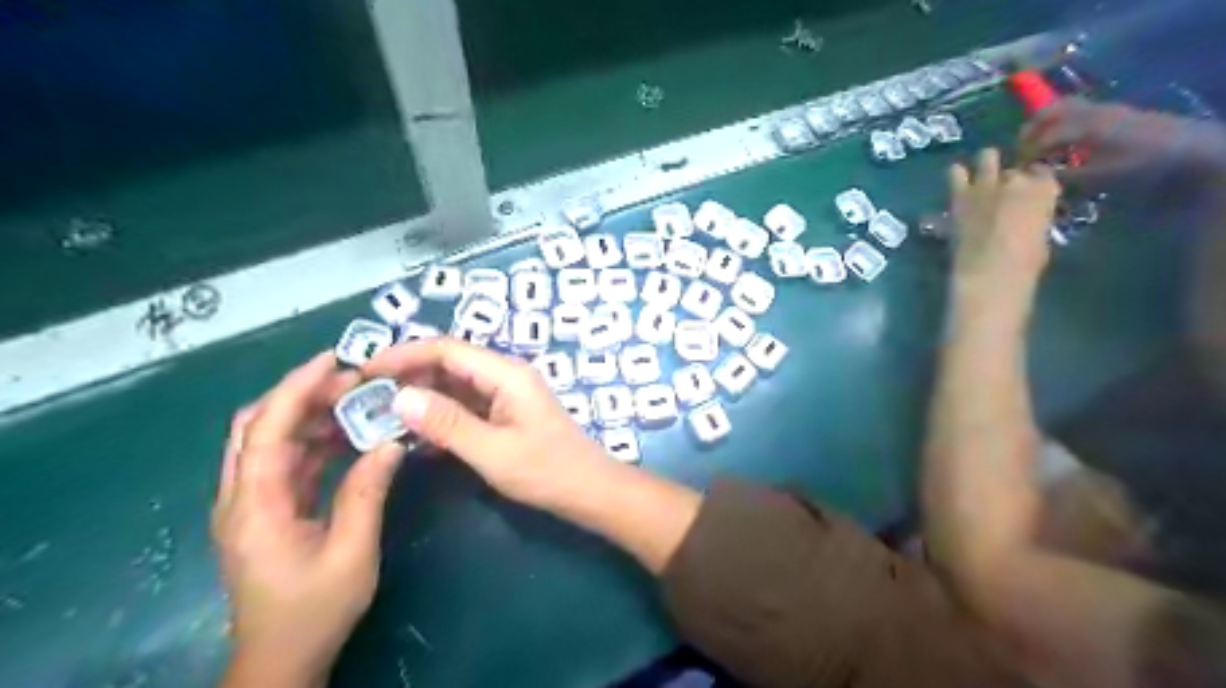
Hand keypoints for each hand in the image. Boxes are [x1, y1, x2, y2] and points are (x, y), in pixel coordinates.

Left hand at [211, 355, 403, 687]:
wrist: (281, 658)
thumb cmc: (314, 609)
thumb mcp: (351, 551)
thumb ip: (367, 492)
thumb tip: (390, 442)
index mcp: (255, 506)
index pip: (267, 429)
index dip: (296, 388)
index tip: (333, 360)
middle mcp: (241, 496)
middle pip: (258, 426)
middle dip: (302, 394)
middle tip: (352, 380)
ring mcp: (251, 504)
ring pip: (271, 441)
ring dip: (310, 416)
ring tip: (357, 401)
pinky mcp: (266, 511)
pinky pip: (286, 462)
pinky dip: (315, 442)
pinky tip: (349, 436)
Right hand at [363, 338, 612, 509]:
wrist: (589, 490)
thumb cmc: (547, 471)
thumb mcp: (493, 451)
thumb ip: (447, 423)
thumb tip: (399, 397)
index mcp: (505, 374)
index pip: (446, 349)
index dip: (404, 354)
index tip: (365, 371)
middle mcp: (505, 376)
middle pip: (449, 363)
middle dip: (408, 375)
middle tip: (366, 397)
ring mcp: (505, 395)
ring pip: (454, 385)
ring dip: (421, 397)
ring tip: (380, 415)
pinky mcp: (505, 414)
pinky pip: (465, 405)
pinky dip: (439, 415)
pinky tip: (414, 435)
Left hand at [951, 151, 1058, 304]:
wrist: (989, 270)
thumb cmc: (1024, 263)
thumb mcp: (1041, 237)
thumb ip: (1035, 218)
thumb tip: (1027, 218)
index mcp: (1045, 191)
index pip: (1043, 174)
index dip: (1035, 183)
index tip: (1029, 193)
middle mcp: (1017, 180)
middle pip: (1014, 170)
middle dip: (1010, 180)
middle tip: (1003, 194)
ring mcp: (987, 184)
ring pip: (988, 157)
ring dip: (986, 164)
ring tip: (982, 176)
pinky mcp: (960, 195)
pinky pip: (956, 172)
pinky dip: (958, 174)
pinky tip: (958, 179)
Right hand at [1017, 98, 1225, 189]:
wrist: (1189, 148)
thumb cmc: (1141, 164)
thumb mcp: (1100, 176)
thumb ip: (1066, 175)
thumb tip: (1038, 175)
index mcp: (1085, 127)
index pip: (1044, 136)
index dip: (1027, 152)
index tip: (1017, 169)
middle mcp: (1091, 112)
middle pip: (1050, 112)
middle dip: (1030, 130)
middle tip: (1021, 151)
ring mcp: (1104, 109)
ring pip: (1063, 108)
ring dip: (1045, 124)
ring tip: (1038, 144)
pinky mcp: (1113, 112)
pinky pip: (1077, 112)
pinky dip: (1062, 123)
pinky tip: (1064, 142)